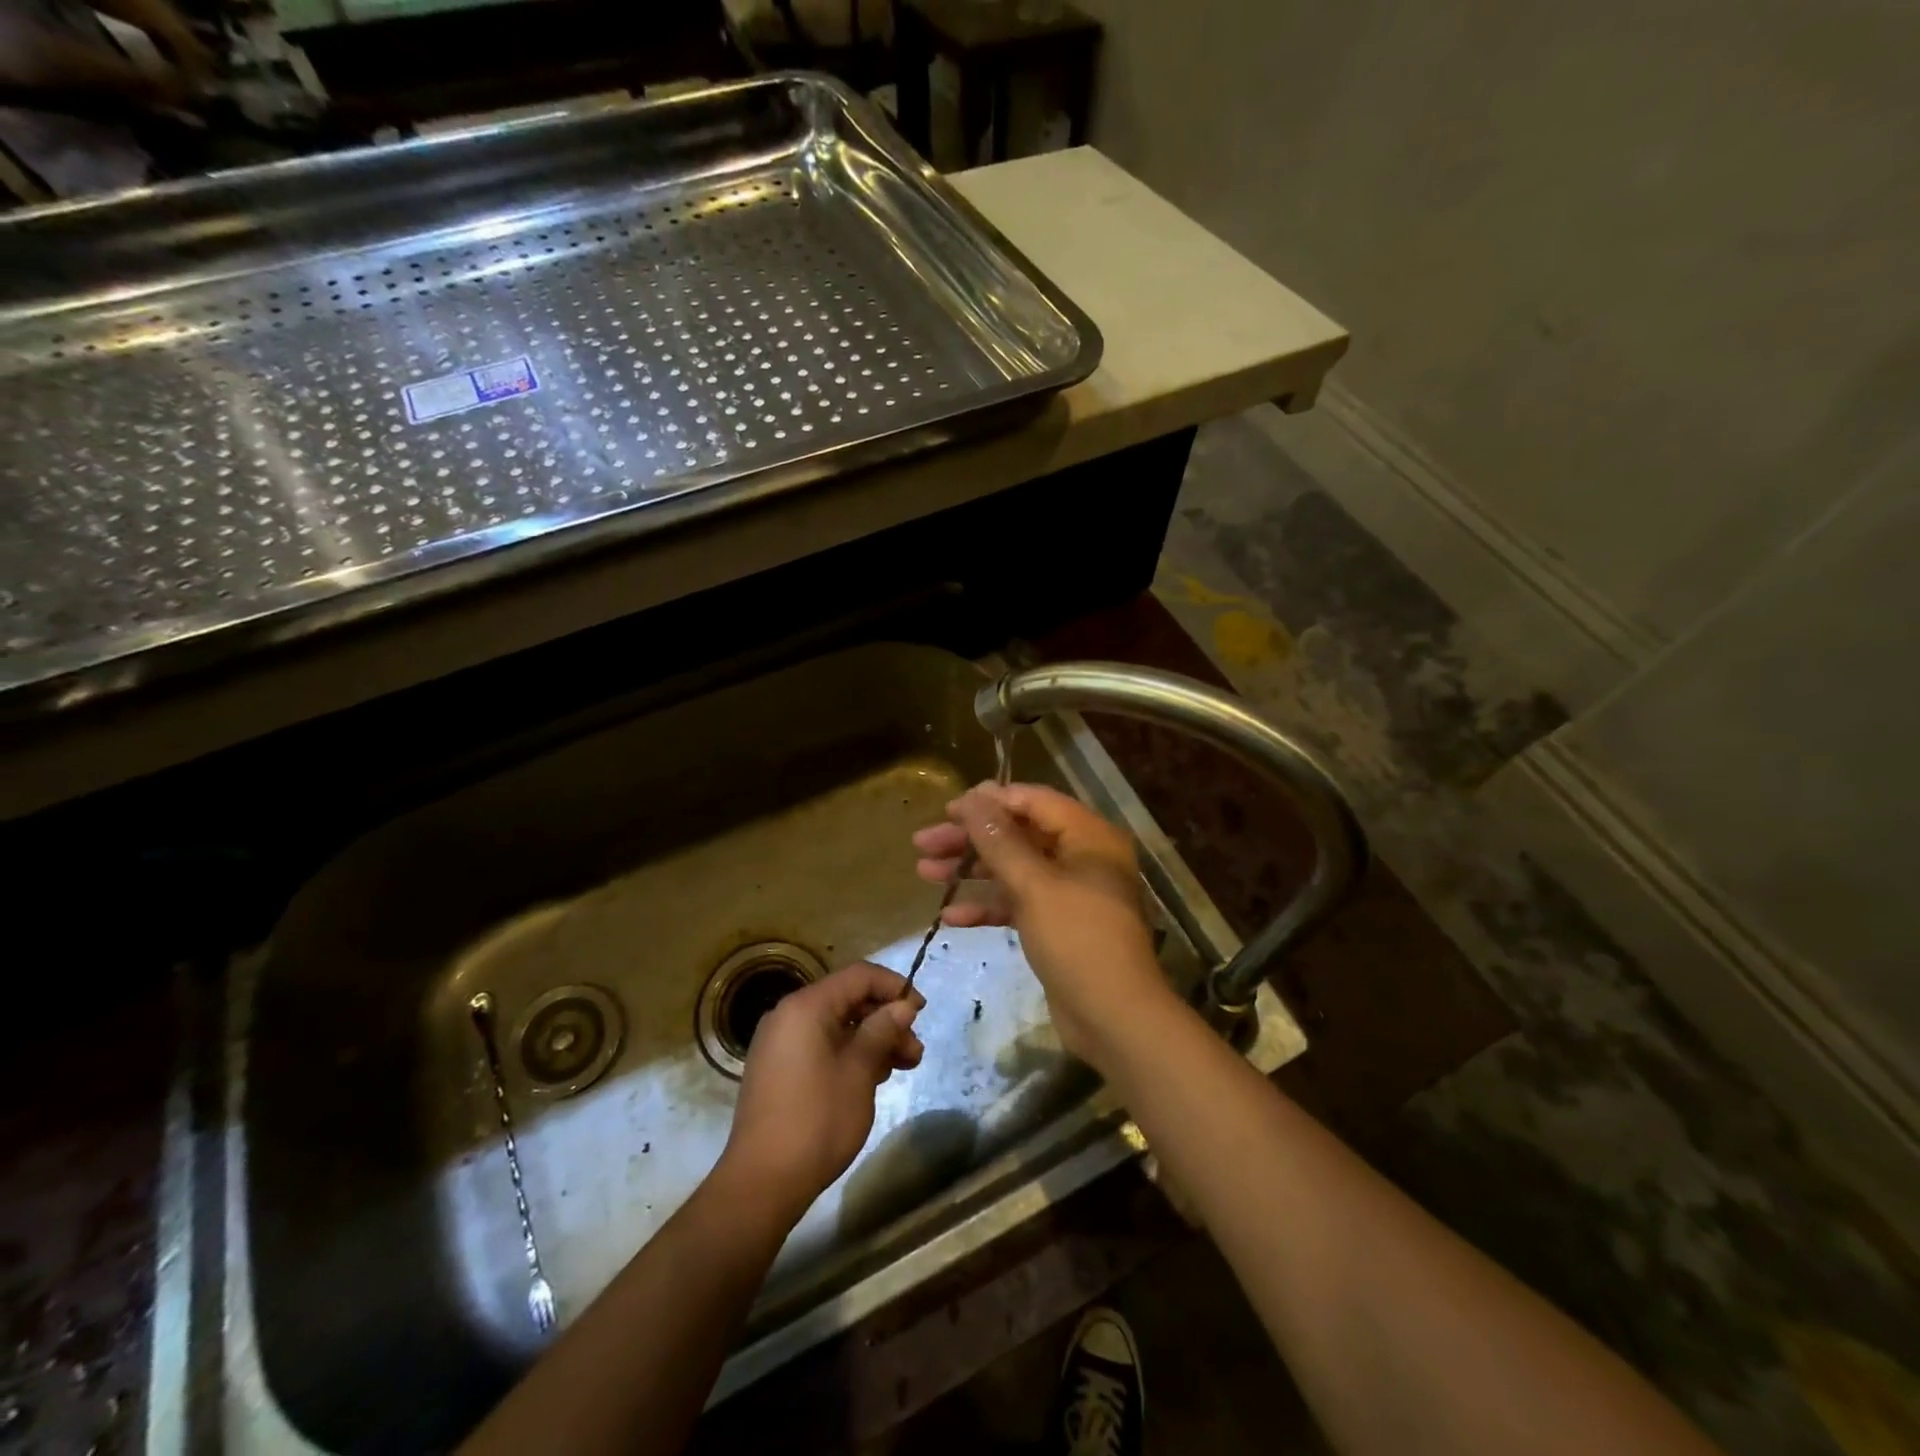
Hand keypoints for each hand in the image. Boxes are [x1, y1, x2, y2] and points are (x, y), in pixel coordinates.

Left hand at [719, 962, 924, 1224]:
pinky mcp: (778, 1069)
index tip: (921, 1012)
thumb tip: (902, 1006)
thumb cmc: (817, 1120)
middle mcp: (789, 1015)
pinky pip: (821, 1046)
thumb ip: (882, 1031)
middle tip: (915, 1051)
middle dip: (886, 1020)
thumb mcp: (859, 1072)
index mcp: (806, 1006)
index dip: (894, 987)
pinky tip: (873, 1078)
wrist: (762, 1182)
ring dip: (872, 1040)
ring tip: (902, 1067)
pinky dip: (849, 1054)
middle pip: (848, 1000)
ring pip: (837, 1026)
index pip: (859, 976)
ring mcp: (780, 1043)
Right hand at [912, 783, 1177, 1066]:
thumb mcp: (1033, 885)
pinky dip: (987, 906)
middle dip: (970, 839)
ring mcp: (1070, 893)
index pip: (1032, 801)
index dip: (988, 802)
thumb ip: (1000, 839)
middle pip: (1018, 834)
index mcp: (1088, 836)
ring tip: (924, 871)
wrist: (1114, 1018)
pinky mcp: (1058, 925)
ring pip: (1013, 869)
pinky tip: (949, 917)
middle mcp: (1081, 857)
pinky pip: (1017, 903)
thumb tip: (975, 796)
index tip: (946, 811)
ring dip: (971, 871)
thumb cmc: (1077, 940)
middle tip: (923, 843)